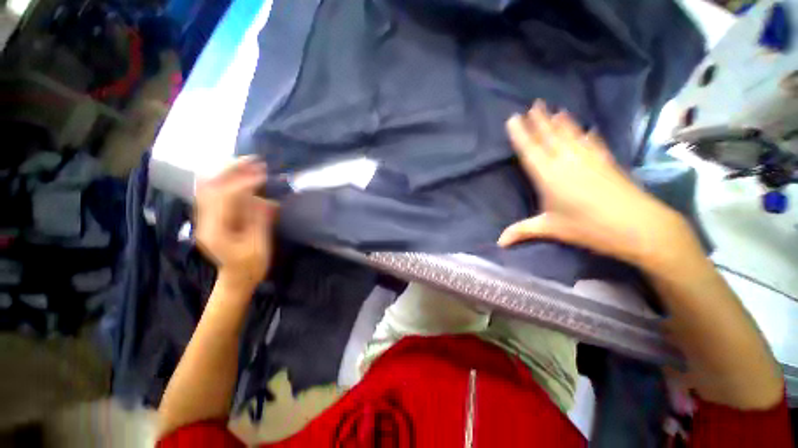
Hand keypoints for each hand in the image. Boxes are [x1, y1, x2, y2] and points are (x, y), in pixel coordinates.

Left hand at [194, 157, 277, 292]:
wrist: (237, 278)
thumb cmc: (250, 266)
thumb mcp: (259, 246)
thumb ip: (259, 221)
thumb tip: (264, 199)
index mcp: (216, 230)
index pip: (225, 197)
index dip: (244, 183)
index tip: (263, 175)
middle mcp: (204, 220)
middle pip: (211, 187)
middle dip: (232, 170)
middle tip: (253, 160)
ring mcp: (205, 218)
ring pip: (209, 186)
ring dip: (228, 172)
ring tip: (248, 163)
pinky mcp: (211, 217)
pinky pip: (214, 192)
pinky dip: (226, 180)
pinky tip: (239, 174)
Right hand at [497, 101, 697, 270]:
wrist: (637, 225)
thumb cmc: (588, 227)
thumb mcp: (550, 229)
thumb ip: (522, 231)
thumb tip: (499, 243)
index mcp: (548, 176)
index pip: (530, 150)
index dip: (520, 134)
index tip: (514, 118)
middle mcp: (566, 161)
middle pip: (550, 136)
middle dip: (539, 120)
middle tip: (533, 104)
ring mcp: (589, 158)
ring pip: (570, 134)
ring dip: (560, 122)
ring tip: (553, 109)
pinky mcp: (606, 161)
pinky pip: (593, 142)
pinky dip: (587, 134)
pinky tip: (587, 128)